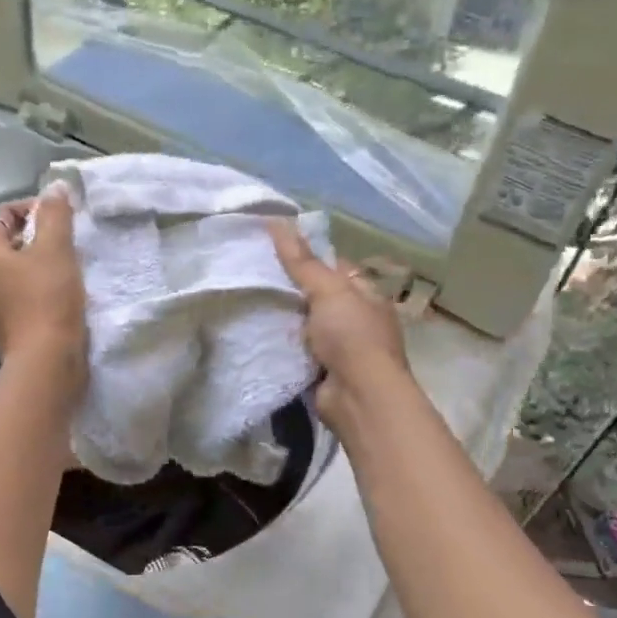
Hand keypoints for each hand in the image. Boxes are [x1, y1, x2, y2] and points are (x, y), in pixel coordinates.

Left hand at [0, 189, 87, 395]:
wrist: (46, 364)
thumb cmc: (48, 299)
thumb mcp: (56, 249)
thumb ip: (55, 213)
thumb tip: (55, 187)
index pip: (2, 215)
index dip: (34, 209)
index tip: (63, 219)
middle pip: (5, 244)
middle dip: (36, 239)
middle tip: (68, 245)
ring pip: (11, 274)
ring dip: (36, 267)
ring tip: (67, 271)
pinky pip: (15, 299)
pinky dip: (33, 292)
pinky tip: (58, 299)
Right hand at [269, 219, 412, 430]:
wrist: (358, 396)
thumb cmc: (352, 335)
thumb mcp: (328, 290)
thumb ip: (302, 261)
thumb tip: (276, 221)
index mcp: (367, 295)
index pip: (336, 268)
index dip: (309, 258)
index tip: (275, 251)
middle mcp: (357, 320)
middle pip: (319, 298)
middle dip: (291, 291)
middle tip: (254, 277)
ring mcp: (341, 349)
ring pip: (305, 326)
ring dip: (285, 321)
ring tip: (249, 303)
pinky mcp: (323, 372)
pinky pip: (298, 352)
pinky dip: (282, 347)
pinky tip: (258, 336)